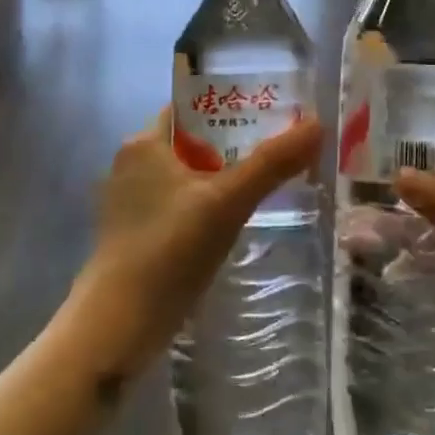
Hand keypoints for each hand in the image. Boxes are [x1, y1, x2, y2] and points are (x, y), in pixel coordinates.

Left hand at [69, 107, 323, 379]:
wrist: (116, 329)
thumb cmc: (168, 250)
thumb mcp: (227, 202)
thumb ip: (272, 163)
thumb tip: (317, 124)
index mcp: (143, 142)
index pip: (191, 107)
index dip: (230, 105)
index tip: (271, 113)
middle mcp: (131, 164)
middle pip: (192, 142)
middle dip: (233, 145)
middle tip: (280, 150)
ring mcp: (130, 202)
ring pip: (186, 177)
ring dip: (221, 178)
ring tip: (267, 184)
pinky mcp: (135, 235)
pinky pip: (178, 206)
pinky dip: (205, 207)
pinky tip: (233, 223)